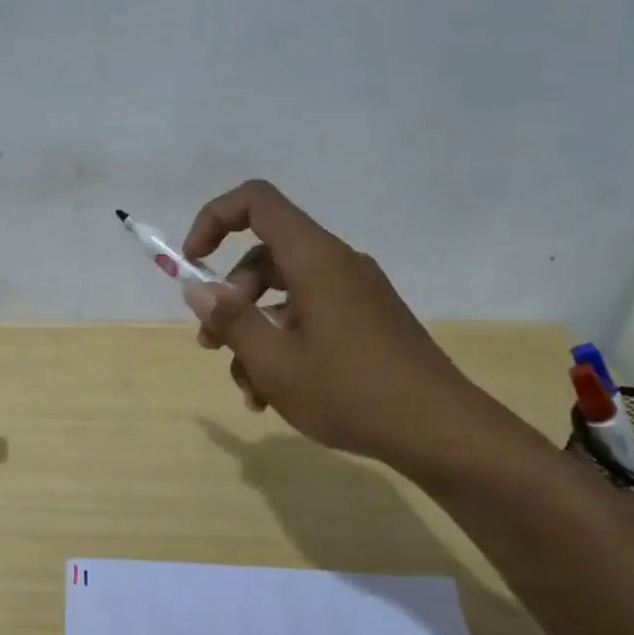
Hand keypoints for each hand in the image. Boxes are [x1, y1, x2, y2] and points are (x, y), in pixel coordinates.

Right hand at [181, 179, 515, 480]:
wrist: (440, 432)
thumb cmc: (351, 392)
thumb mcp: (275, 362)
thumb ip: (231, 320)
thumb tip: (198, 288)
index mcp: (316, 260)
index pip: (257, 202)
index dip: (214, 220)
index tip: (193, 263)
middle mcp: (337, 265)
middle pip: (265, 256)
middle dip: (229, 298)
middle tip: (212, 345)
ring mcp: (356, 294)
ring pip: (284, 294)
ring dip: (254, 333)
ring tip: (247, 389)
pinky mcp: (366, 321)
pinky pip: (310, 316)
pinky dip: (284, 344)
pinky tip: (273, 395)